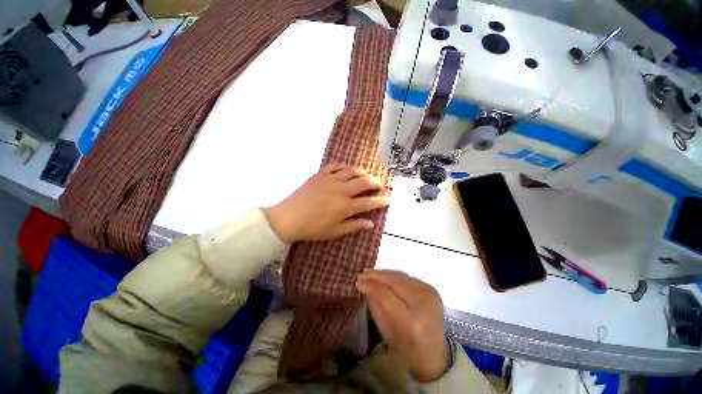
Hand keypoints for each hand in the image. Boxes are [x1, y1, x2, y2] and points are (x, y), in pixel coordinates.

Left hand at [265, 164, 389, 242]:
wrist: (288, 218)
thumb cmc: (313, 228)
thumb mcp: (335, 232)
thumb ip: (354, 226)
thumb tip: (371, 223)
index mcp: (345, 206)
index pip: (369, 202)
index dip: (381, 201)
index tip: (389, 199)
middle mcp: (341, 190)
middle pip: (364, 182)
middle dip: (376, 182)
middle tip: (380, 185)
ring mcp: (330, 180)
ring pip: (352, 171)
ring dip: (363, 172)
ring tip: (367, 176)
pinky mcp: (320, 175)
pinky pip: (335, 166)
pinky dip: (345, 166)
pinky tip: (348, 169)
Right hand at [356, 270, 449, 381]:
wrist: (433, 354)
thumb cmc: (406, 350)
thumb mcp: (386, 332)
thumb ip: (375, 306)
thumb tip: (365, 285)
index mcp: (413, 323)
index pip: (386, 295)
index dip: (370, 286)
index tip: (357, 282)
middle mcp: (424, 304)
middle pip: (394, 282)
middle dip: (376, 276)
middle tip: (361, 274)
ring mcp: (430, 294)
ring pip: (400, 276)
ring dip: (383, 274)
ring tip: (369, 273)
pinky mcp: (431, 289)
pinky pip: (407, 277)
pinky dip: (392, 276)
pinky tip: (383, 275)